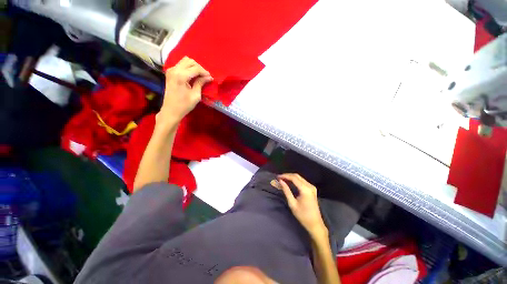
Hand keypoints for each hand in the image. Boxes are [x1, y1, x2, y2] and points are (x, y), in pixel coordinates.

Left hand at [159, 56, 212, 122]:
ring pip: (185, 61)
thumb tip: (209, 77)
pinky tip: (193, 76)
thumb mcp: (195, 95)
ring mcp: (171, 70)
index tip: (211, 78)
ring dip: (194, 67)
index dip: (204, 72)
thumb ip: (201, 83)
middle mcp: (174, 70)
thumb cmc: (184, 105)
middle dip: (199, 68)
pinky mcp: (170, 73)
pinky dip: (188, 68)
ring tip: (200, 76)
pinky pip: (181, 65)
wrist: (171, 110)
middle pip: (189, 61)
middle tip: (205, 77)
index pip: (195, 68)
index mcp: (181, 76)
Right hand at [275, 173, 327, 238]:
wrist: (315, 224)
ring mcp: (312, 187)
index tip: (277, 177)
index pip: (294, 178)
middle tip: (279, 178)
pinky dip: (295, 180)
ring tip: (283, 180)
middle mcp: (310, 186)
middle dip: (287, 175)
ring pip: (300, 178)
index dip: (285, 176)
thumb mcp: (292, 203)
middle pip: (297, 176)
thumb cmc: (303, 215)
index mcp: (305, 189)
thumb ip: (286, 191)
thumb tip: (281, 181)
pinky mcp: (312, 189)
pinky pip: (302, 181)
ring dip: (291, 177)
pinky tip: (290, 183)